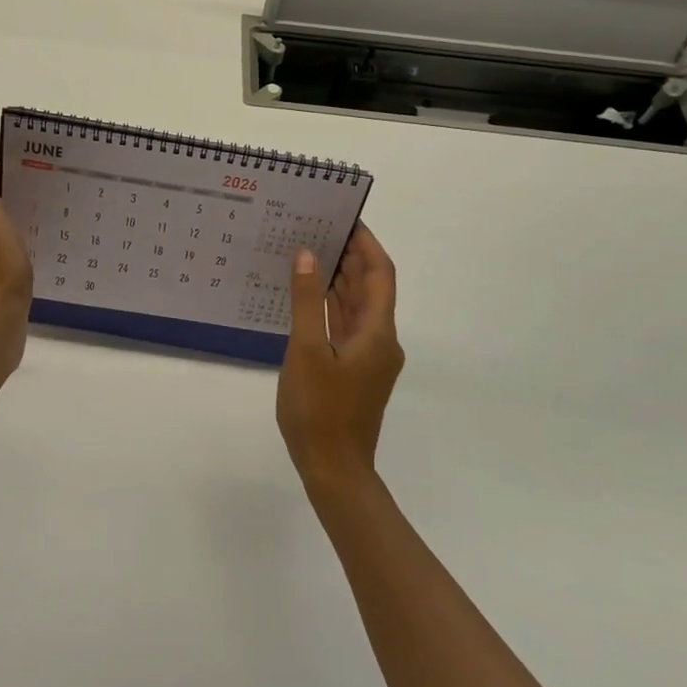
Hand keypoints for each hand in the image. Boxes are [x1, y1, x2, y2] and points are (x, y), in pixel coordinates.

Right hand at [276, 223, 404, 489]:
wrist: (333, 471)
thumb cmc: (320, 410)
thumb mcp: (306, 351)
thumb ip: (307, 301)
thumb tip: (308, 254)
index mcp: (377, 332)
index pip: (380, 274)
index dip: (366, 243)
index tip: (345, 216)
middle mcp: (380, 340)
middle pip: (370, 287)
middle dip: (349, 255)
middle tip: (318, 226)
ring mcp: (367, 356)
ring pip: (356, 305)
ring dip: (338, 278)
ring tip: (309, 249)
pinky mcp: (354, 369)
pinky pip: (345, 324)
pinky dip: (330, 304)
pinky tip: (306, 293)